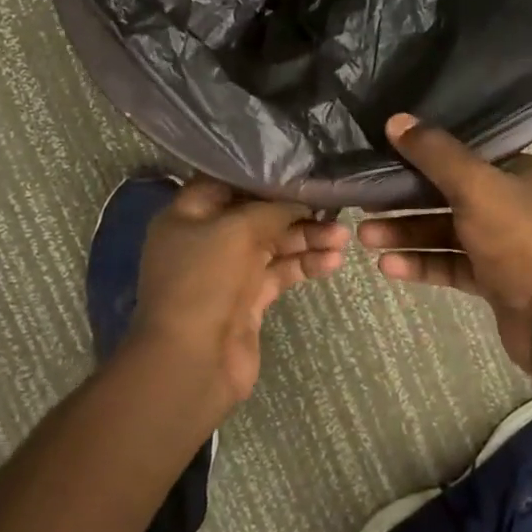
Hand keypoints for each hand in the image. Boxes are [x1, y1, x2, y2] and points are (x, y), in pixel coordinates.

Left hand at [130, 178, 348, 406]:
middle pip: (257, 213)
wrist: (192, 364)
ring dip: (308, 238)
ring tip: (343, 238)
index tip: (299, 167)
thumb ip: (272, 209)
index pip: (226, 181)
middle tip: (333, 204)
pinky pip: (281, 272)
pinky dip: (306, 264)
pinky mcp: (249, 299)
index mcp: (188, 215)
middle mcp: (207, 238)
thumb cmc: (204, 282)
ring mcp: (228, 270)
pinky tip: (333, 261)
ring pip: (274, 243)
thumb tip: (301, 199)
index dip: (261, 174)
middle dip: (295, 209)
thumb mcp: (237, 230)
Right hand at [358, 114, 531, 379]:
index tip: (381, 153)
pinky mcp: (495, 282)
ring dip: (406, 233)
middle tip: (362, 201)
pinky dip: (422, 264)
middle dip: (404, 199)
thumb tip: (396, 119)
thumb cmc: (524, 240)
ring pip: (445, 232)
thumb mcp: (477, 186)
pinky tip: (388, 268)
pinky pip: (451, 265)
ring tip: (364, 238)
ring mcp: (503, 246)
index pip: (460, 154)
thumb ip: (435, 154)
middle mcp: (509, 203)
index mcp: (513, 172)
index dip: (420, 152)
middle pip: (447, 194)